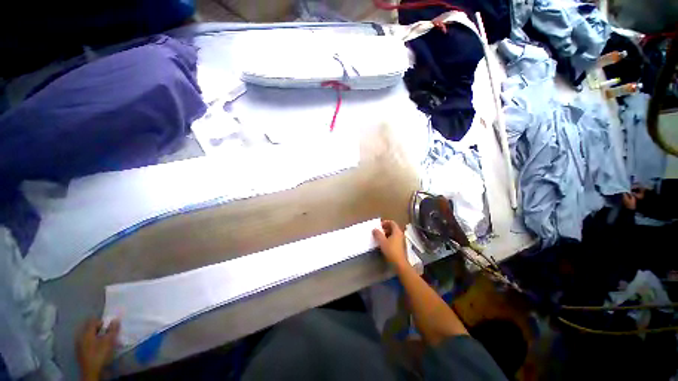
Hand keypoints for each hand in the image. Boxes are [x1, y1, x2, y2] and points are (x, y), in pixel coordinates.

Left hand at [77, 319, 119, 380]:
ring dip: (97, 336)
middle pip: (91, 329)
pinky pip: (88, 343)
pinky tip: (99, 347)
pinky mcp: (81, 353)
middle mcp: (81, 337)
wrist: (92, 371)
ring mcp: (80, 346)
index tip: (110, 324)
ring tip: (105, 340)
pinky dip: (94, 343)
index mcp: (86, 333)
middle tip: (109, 332)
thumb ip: (113, 329)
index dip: (102, 321)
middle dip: (100, 329)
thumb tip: (116, 319)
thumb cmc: (100, 354)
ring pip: (89, 337)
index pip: (93, 322)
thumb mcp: (109, 341)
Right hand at [372, 220, 407, 268]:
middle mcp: (401, 234)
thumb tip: (374, 229)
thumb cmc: (391, 250)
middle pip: (393, 228)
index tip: (379, 226)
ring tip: (380, 238)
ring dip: (387, 234)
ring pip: (394, 234)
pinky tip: (384, 244)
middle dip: (385, 228)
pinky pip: (395, 239)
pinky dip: (389, 239)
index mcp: (397, 231)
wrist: (399, 263)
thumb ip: (377, 234)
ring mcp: (402, 241)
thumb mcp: (382, 241)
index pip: (392, 222)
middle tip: (378, 231)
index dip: (385, 222)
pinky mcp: (401, 247)